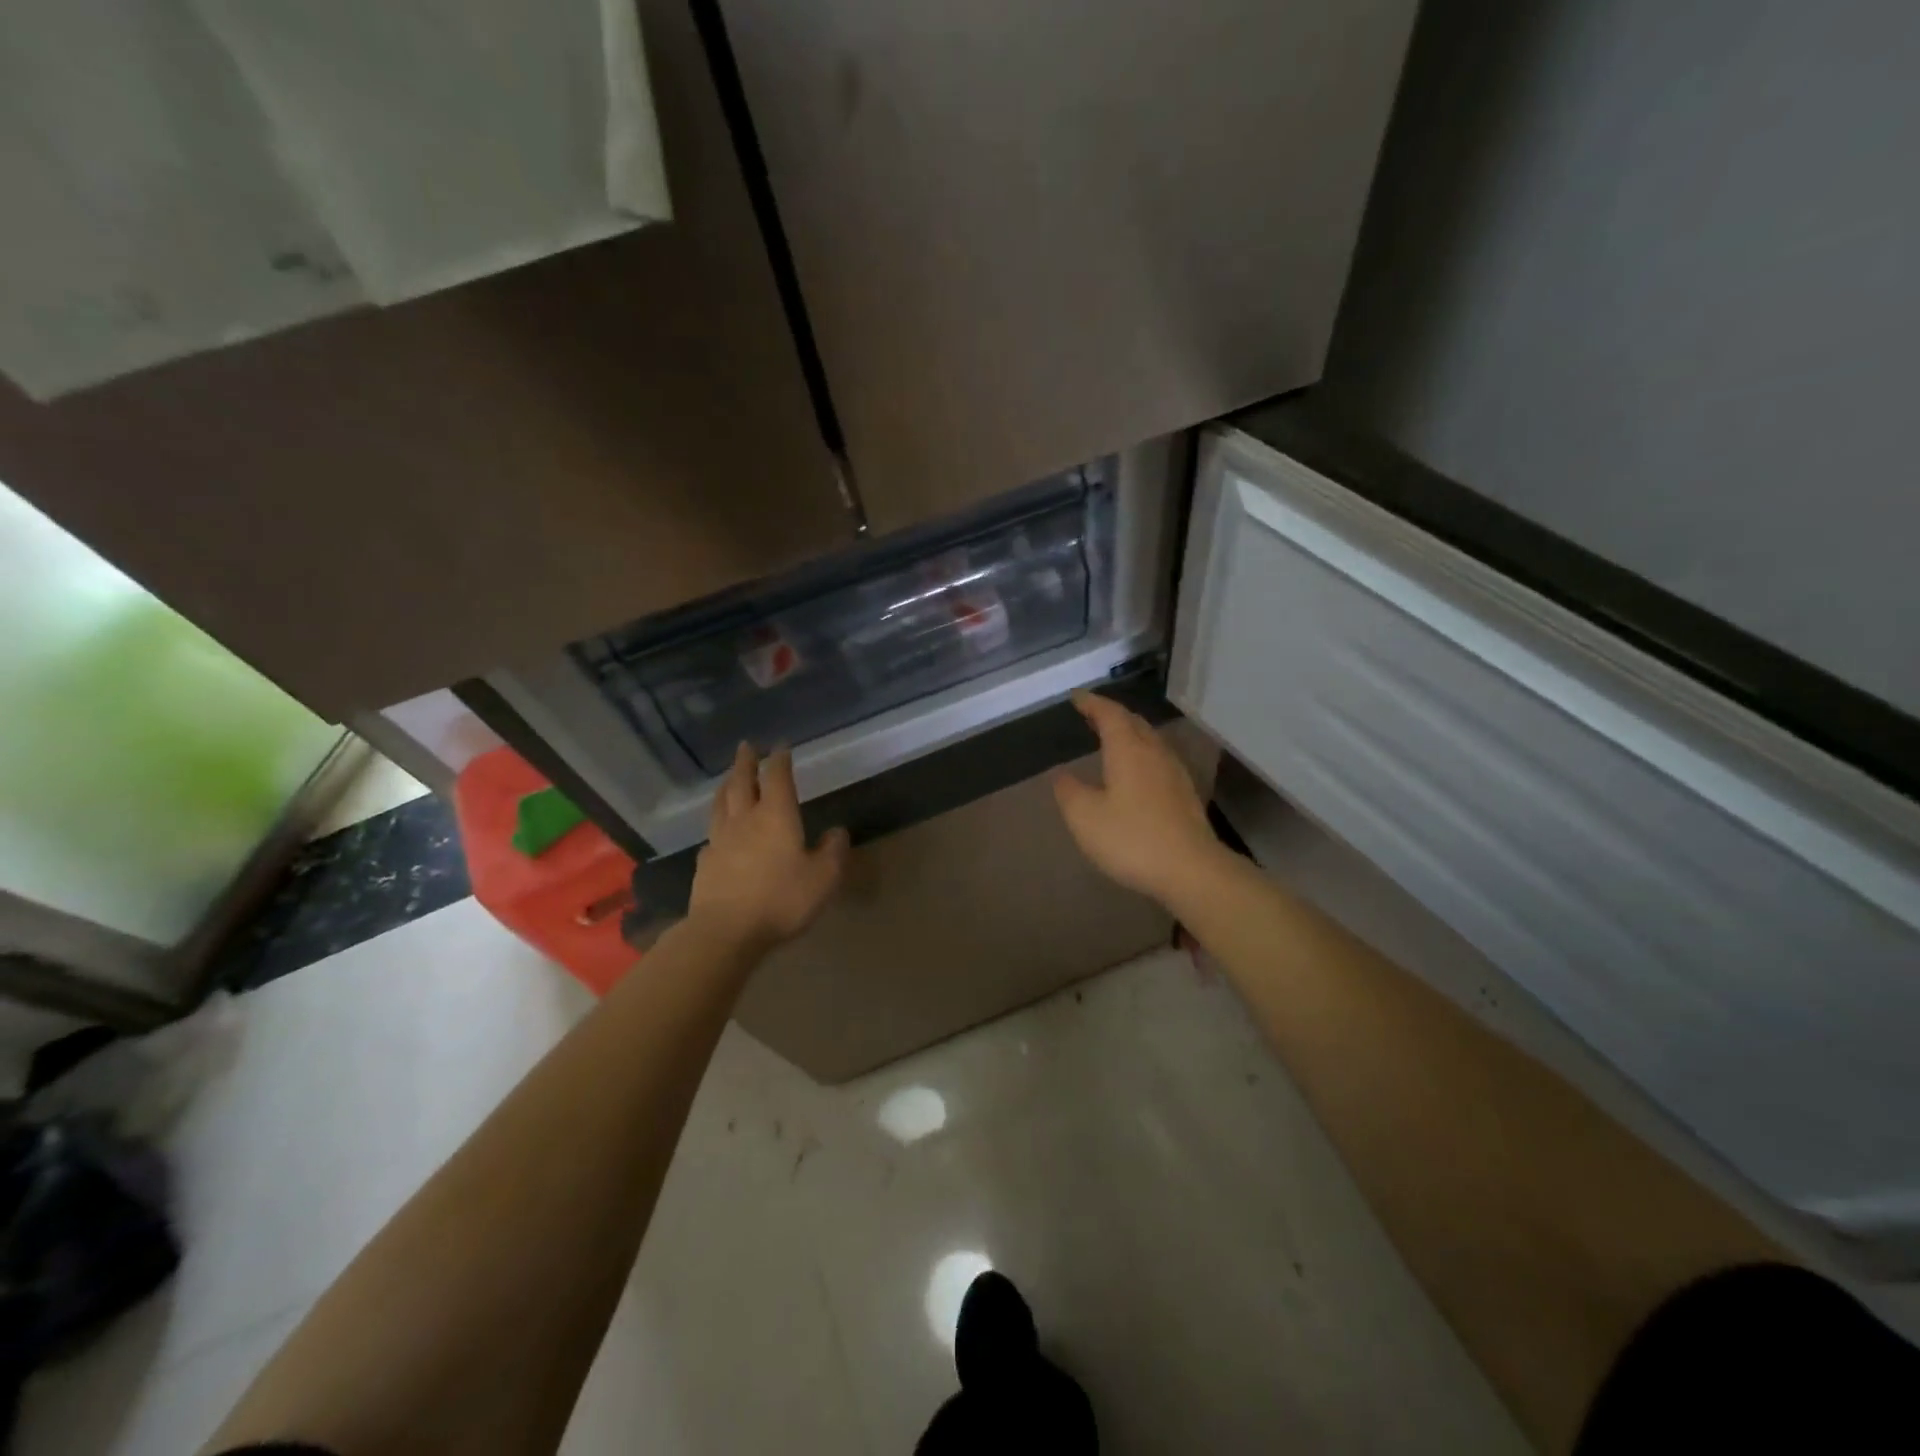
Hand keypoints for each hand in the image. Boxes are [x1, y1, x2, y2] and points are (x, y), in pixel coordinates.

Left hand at [688, 744, 849, 951]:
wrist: (726, 932)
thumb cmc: (781, 900)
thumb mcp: (824, 878)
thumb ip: (833, 851)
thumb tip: (837, 831)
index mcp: (776, 816)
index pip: (777, 777)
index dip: (779, 759)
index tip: (781, 745)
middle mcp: (745, 820)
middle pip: (742, 783)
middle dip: (746, 762)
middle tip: (746, 746)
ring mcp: (720, 841)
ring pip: (721, 804)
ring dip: (726, 786)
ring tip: (728, 778)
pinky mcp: (705, 863)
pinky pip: (711, 835)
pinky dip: (716, 825)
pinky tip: (718, 833)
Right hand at [1052, 694, 1221, 906]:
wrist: (1191, 869)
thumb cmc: (1131, 839)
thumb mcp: (1085, 817)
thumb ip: (1069, 791)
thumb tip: (1062, 775)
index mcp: (1128, 750)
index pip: (1109, 714)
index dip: (1092, 703)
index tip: (1077, 698)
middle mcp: (1154, 753)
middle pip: (1133, 722)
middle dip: (1111, 715)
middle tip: (1091, 714)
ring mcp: (1174, 772)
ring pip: (1149, 740)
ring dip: (1129, 733)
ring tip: (1110, 738)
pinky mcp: (1185, 794)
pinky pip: (1158, 759)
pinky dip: (1140, 753)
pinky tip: (1135, 771)